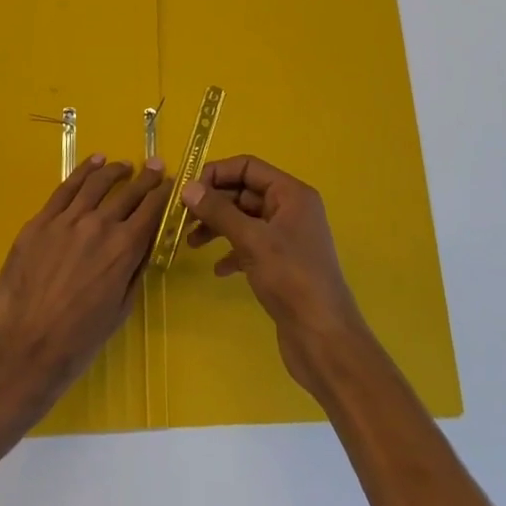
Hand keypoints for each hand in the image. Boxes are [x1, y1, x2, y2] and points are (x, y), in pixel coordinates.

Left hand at [0, 156, 169, 410]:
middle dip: (146, 178)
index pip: (151, 210)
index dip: (164, 194)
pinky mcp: (40, 222)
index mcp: (124, 249)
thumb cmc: (78, 341)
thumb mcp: (121, 309)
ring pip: (96, 183)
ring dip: (114, 171)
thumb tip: (143, 246)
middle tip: (155, 166)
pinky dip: (83, 172)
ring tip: (124, 165)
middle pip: (128, 193)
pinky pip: (65, 189)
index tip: (171, 184)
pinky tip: (93, 163)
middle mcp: (99, 226)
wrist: (23, 350)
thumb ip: (134, 271)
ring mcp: (67, 220)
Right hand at [182, 155, 369, 395]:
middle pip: (245, 192)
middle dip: (214, 202)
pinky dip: (232, 252)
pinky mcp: (282, 264)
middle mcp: (291, 209)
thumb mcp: (252, 240)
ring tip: (191, 242)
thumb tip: (188, 188)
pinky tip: (218, 270)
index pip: (248, 167)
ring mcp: (288, 237)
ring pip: (245, 220)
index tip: (187, 190)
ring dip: (218, 227)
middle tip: (182, 217)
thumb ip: (219, 212)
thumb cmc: (291, 279)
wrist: (324, 338)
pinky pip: (251, 246)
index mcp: (292, 194)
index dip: (216, 173)